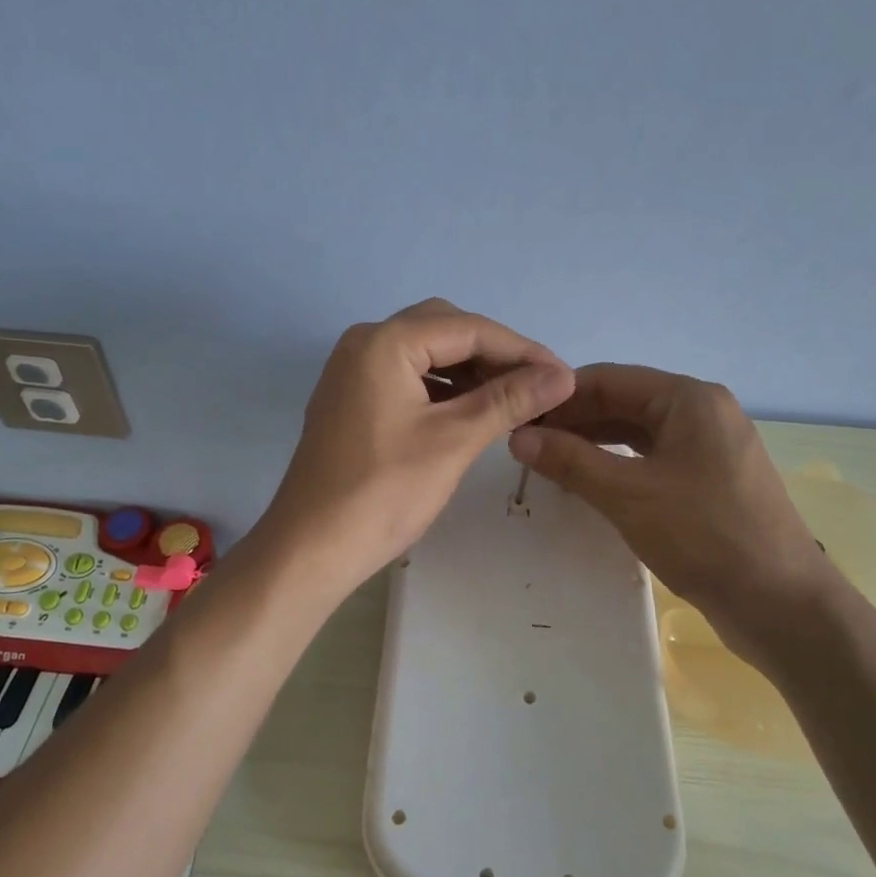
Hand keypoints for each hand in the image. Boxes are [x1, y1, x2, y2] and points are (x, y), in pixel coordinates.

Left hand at [259, 300, 574, 595]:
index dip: (522, 350)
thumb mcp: (454, 440)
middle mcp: (364, 343)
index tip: (564, 376)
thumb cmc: (384, 492)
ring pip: (425, 354)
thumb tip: (563, 375)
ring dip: (469, 371)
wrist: (311, 548)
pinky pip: (407, 378)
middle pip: (444, 330)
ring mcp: (353, 372)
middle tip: (537, 386)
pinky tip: (471, 411)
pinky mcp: (352, 400)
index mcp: (385, 342)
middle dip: (494, 354)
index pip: (468, 328)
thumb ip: (509, 400)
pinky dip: (442, 389)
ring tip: (513, 400)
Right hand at [508, 363, 843, 672]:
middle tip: (525, 445)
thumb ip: (570, 461)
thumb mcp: (627, 495)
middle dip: (574, 421)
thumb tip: (518, 437)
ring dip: (593, 444)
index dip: (559, 397)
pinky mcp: (711, 478)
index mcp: (688, 398)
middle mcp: (702, 411)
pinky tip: (588, 482)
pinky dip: (618, 465)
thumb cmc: (704, 536)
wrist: (782, 604)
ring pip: (637, 432)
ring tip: (547, 463)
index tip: (516, 418)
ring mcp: (710, 446)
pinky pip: (654, 458)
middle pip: (623, 402)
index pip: (608, 379)